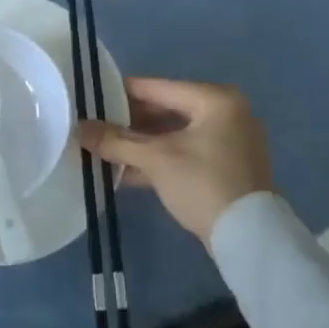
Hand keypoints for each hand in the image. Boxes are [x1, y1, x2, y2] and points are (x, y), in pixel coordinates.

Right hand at [79, 78, 272, 243]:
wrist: (249, 240)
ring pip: (174, 135)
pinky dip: (159, 160)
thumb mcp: (156, 159)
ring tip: (105, 149)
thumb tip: (79, 129)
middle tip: (96, 127)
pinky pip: (185, 154)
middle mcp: (226, 113)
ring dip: (142, 144)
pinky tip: (126, 171)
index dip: (122, 93)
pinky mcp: (226, 168)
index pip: (158, 87)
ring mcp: (229, 142)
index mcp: (214, 99)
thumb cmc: (203, 183)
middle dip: (130, 123)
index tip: (92, 98)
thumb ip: (116, 141)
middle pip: (166, 110)